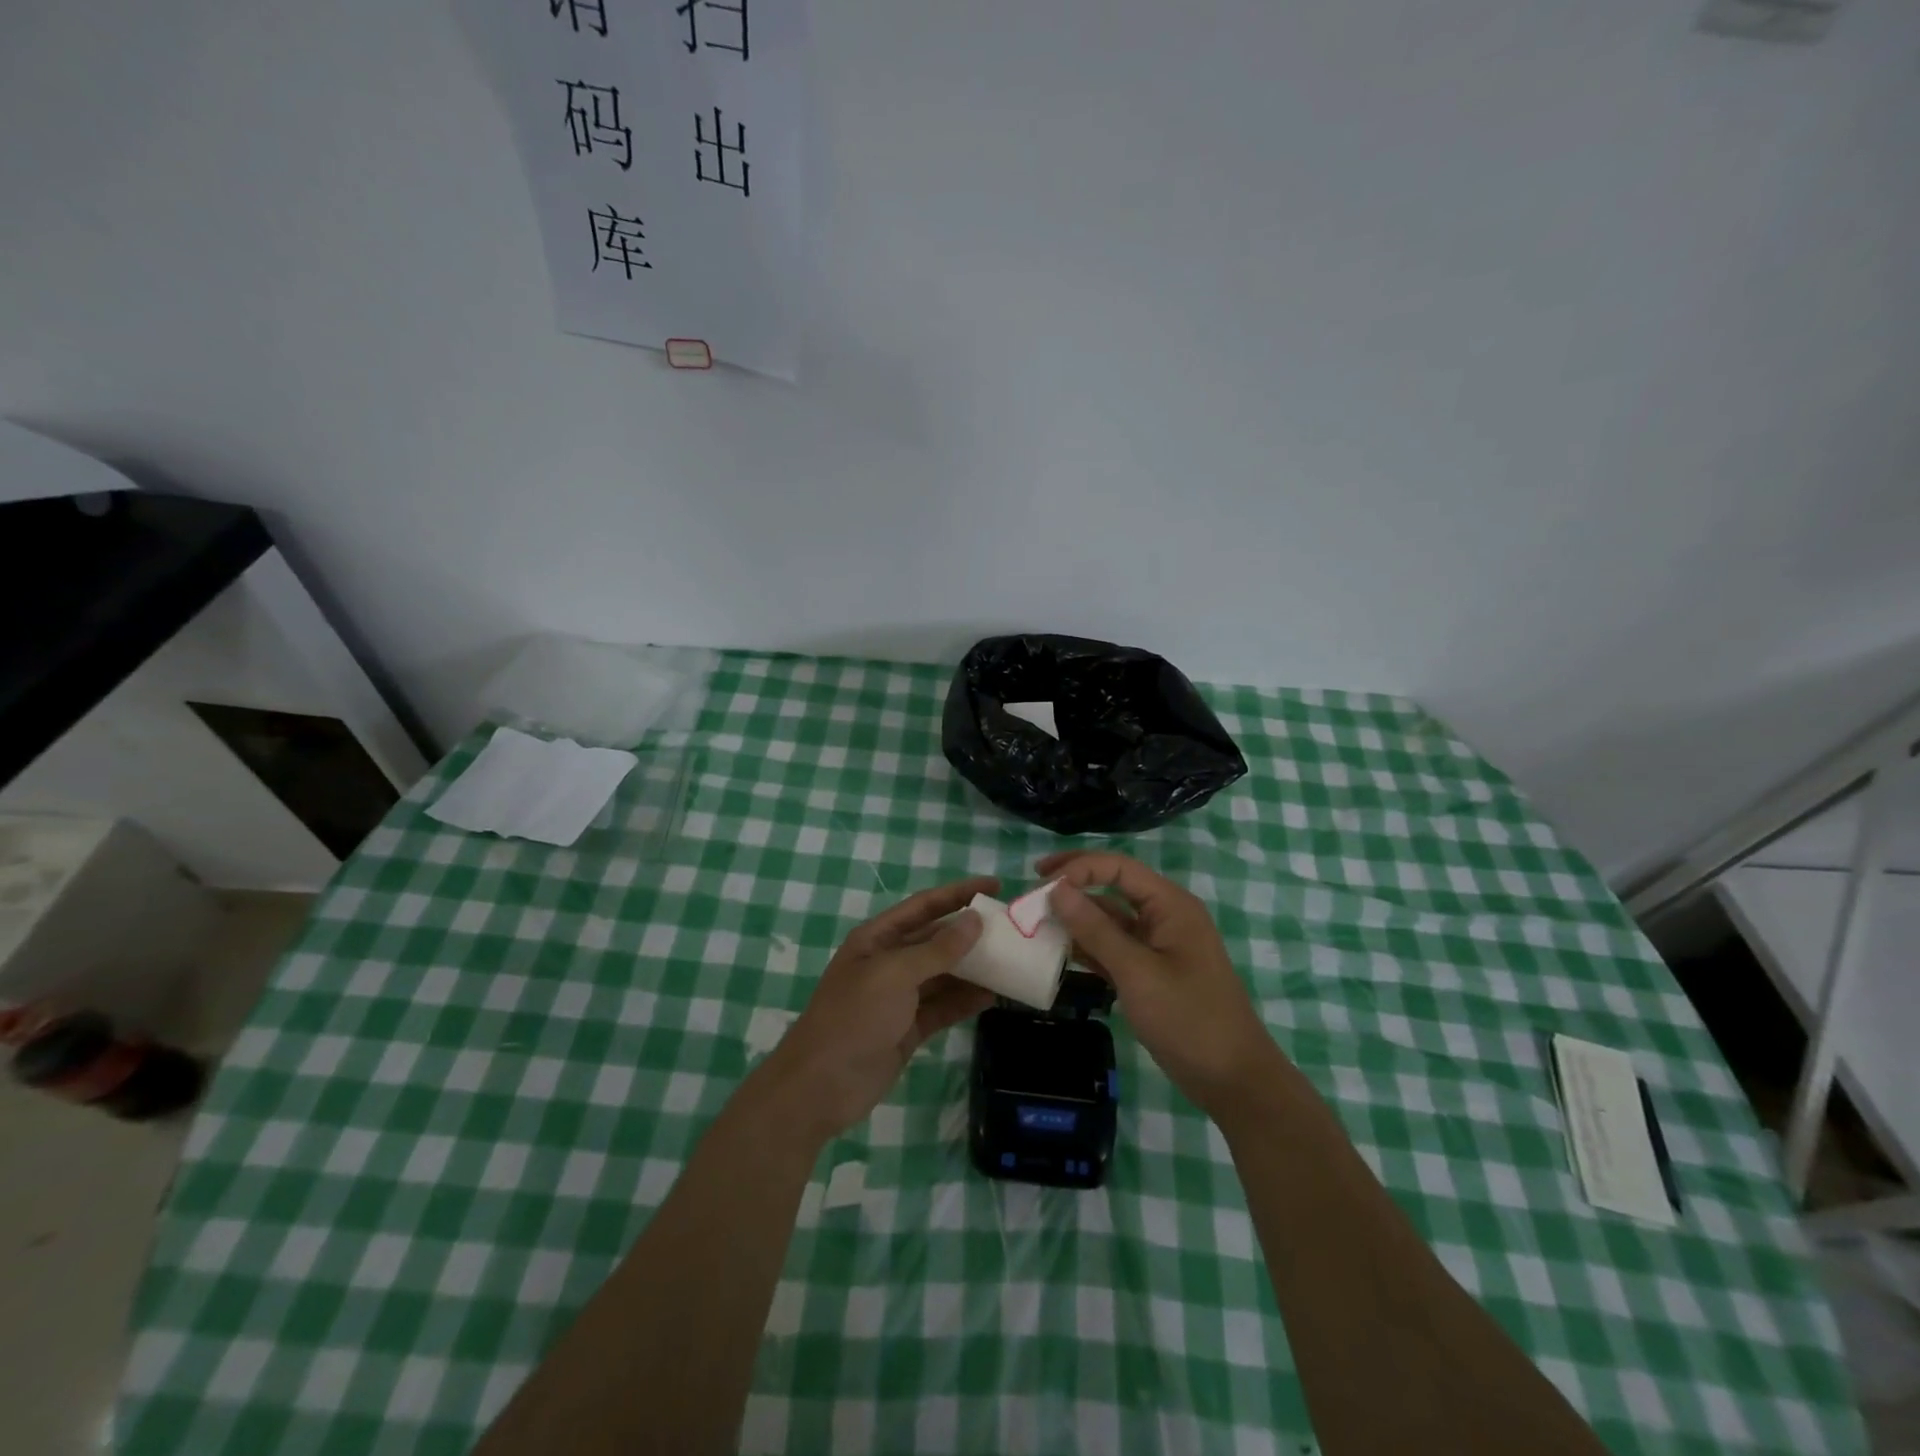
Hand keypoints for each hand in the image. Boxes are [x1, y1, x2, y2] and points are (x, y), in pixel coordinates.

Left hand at [759, 876, 997, 1141]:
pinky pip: (943, 1007)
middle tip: (1012, 929)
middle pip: (936, 939)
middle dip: (970, 933)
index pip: (924, 906)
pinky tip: (994, 996)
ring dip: (973, 968)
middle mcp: (889, 961)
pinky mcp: (907, 1029)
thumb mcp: (895, 975)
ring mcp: (898, 997)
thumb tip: (975, 920)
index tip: (995, 886)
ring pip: (943, 974)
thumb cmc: (854, 1018)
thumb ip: (937, 949)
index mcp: (877, 938)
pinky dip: (965, 1001)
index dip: (958, 893)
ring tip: (1012, 961)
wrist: (820, 1087)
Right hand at [1038, 851, 1286, 1119]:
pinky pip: (1114, 947)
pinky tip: (1060, 951)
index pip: (1118, 868)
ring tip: (1037, 923)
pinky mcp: (1151, 972)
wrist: (1233, 1080)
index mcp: (1170, 905)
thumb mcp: (1137, 972)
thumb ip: (1096, 929)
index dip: (1078, 868)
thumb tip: (1057, 888)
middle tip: (1032, 891)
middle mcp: (1164, 916)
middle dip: (1074, 886)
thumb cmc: (1189, 1020)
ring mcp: (1158, 945)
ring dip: (1077, 919)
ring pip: (1110, 919)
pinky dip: (1088, 947)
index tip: (1040, 883)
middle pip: (1113, 887)